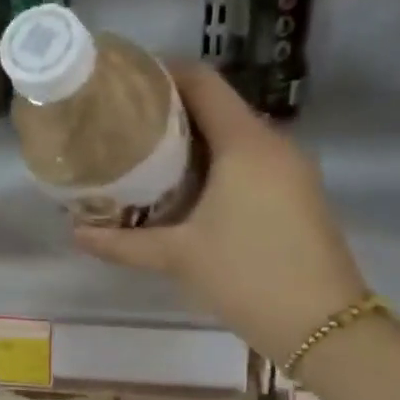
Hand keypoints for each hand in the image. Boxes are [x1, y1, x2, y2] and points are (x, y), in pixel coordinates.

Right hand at [73, 62, 367, 364]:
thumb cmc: (246, 276)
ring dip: (191, 138)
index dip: (162, 73)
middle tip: (121, 124)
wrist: (324, 326)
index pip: (202, 82)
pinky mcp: (296, 192)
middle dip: (169, 110)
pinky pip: (248, 158)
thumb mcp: (176, 257)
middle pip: (216, 105)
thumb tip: (75, 232)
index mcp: (245, 143)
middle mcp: (272, 144)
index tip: (123, 82)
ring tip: (143, 154)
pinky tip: (183, 186)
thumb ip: (122, 242)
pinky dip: (214, 160)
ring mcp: (290, 168)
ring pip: (232, 134)